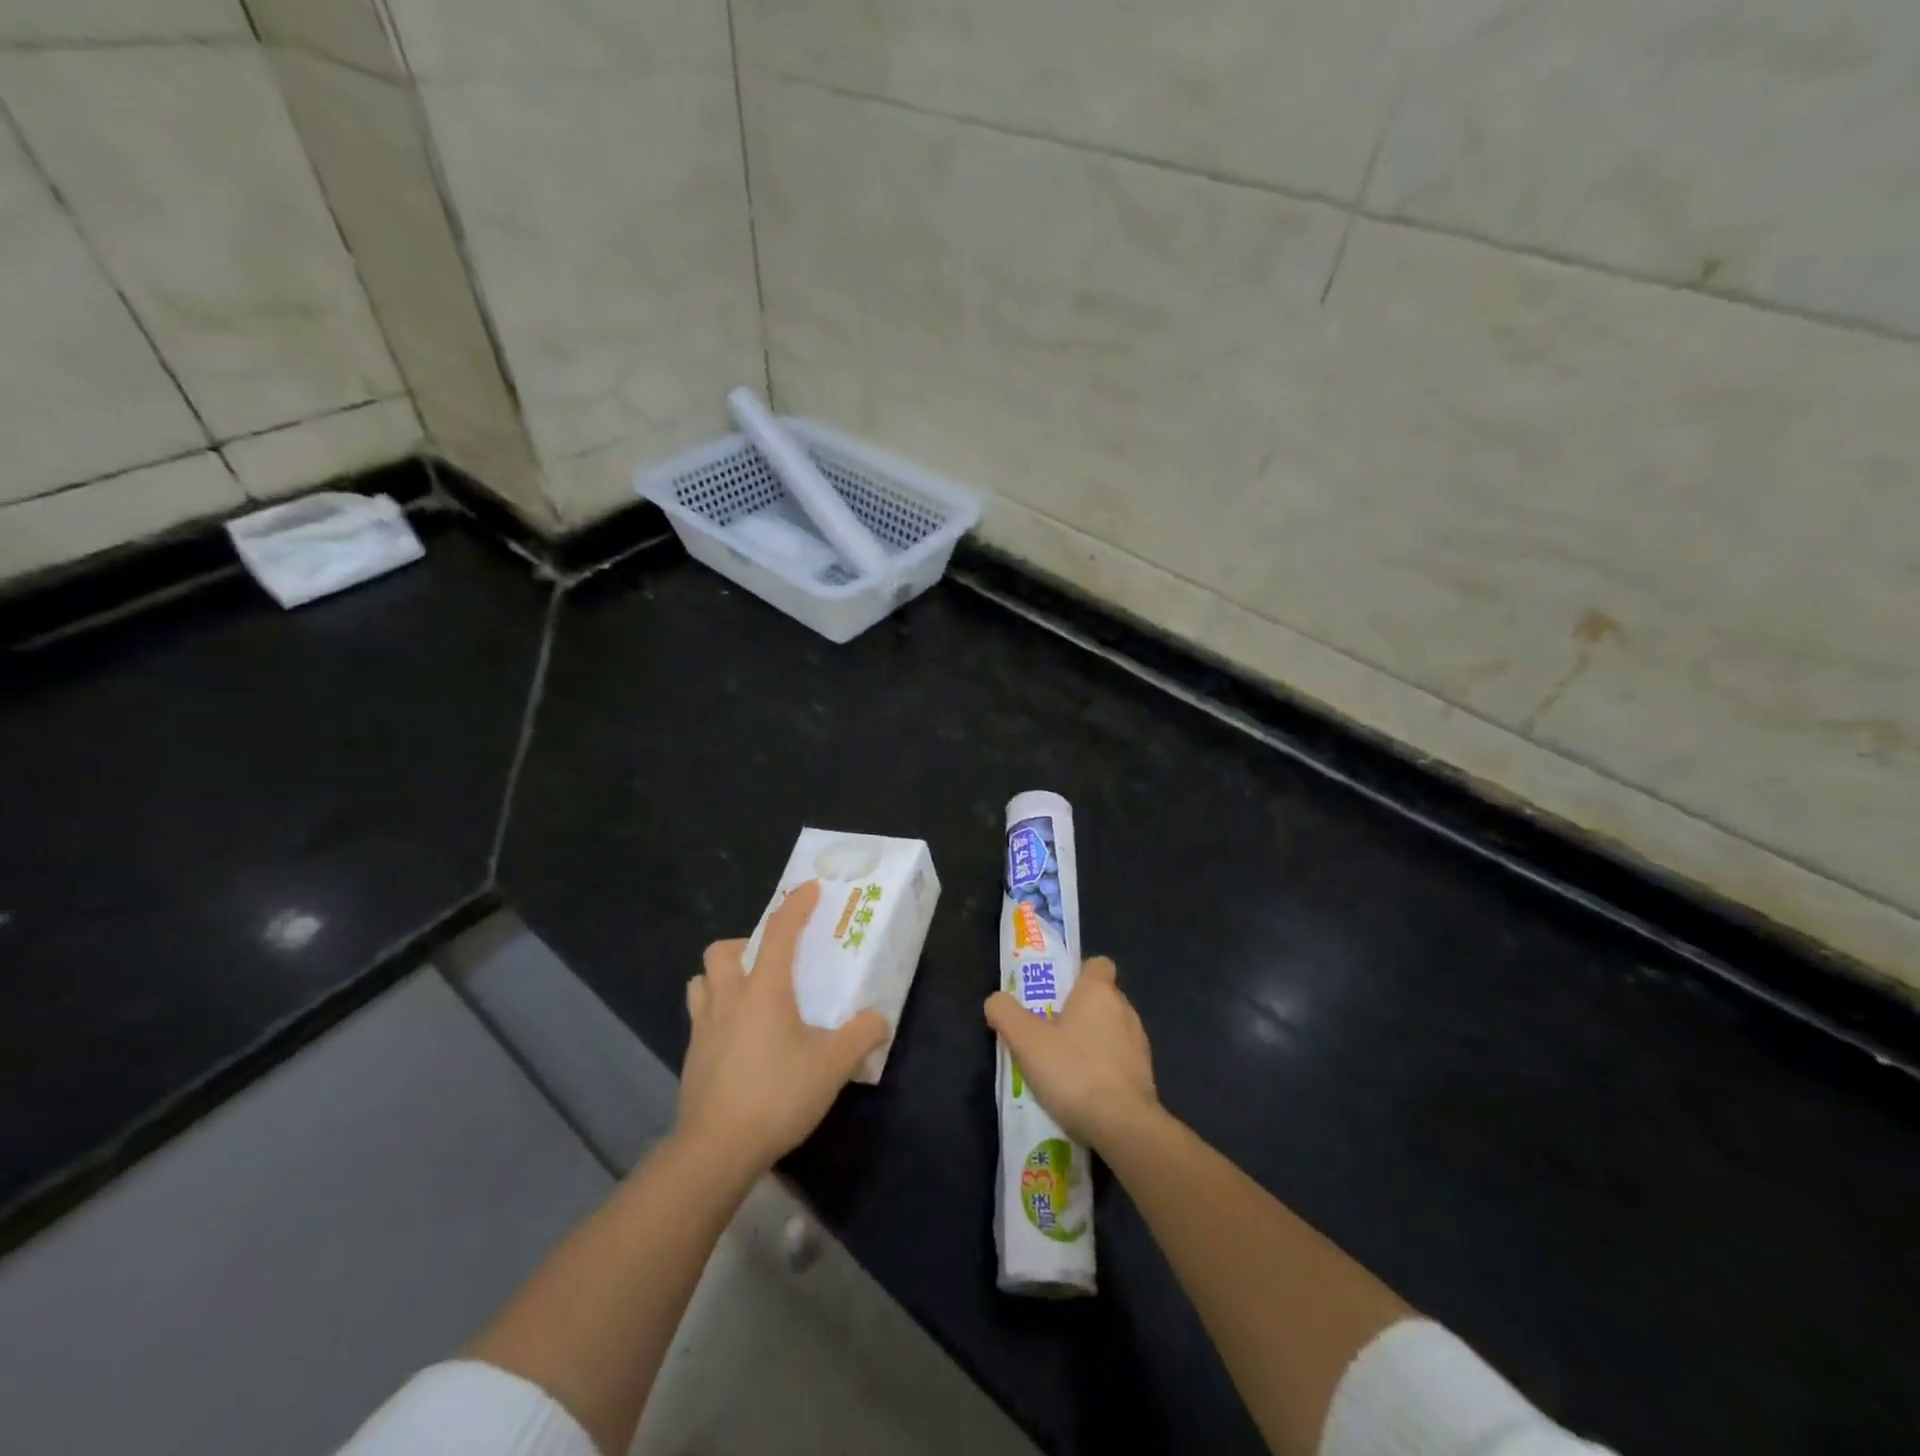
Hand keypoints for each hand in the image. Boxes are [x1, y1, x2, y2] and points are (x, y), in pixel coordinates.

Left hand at [676, 880, 889, 1176]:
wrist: (716, 1149)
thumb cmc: (777, 1095)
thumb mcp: (832, 1066)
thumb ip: (860, 1036)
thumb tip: (879, 1019)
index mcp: (765, 989)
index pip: (781, 931)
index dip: (797, 905)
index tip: (810, 889)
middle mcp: (729, 997)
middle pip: (724, 949)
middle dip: (747, 944)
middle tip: (772, 962)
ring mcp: (703, 1026)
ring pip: (703, 980)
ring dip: (723, 976)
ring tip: (749, 995)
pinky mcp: (691, 1055)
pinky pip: (699, 1015)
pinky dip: (717, 1012)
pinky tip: (739, 1038)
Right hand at [984, 956, 1158, 1153]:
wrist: (1124, 1127)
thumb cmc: (1074, 1071)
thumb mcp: (1026, 1041)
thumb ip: (1006, 1014)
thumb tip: (996, 1000)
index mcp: (1099, 992)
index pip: (1097, 964)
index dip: (1077, 973)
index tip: (1055, 993)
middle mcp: (1124, 1009)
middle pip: (1100, 998)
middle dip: (1077, 1010)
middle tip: (1046, 1030)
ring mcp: (1138, 1044)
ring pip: (1110, 1030)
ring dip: (1090, 1041)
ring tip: (1061, 1065)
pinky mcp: (1144, 1075)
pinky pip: (1118, 1060)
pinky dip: (1102, 1068)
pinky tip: (1081, 1090)